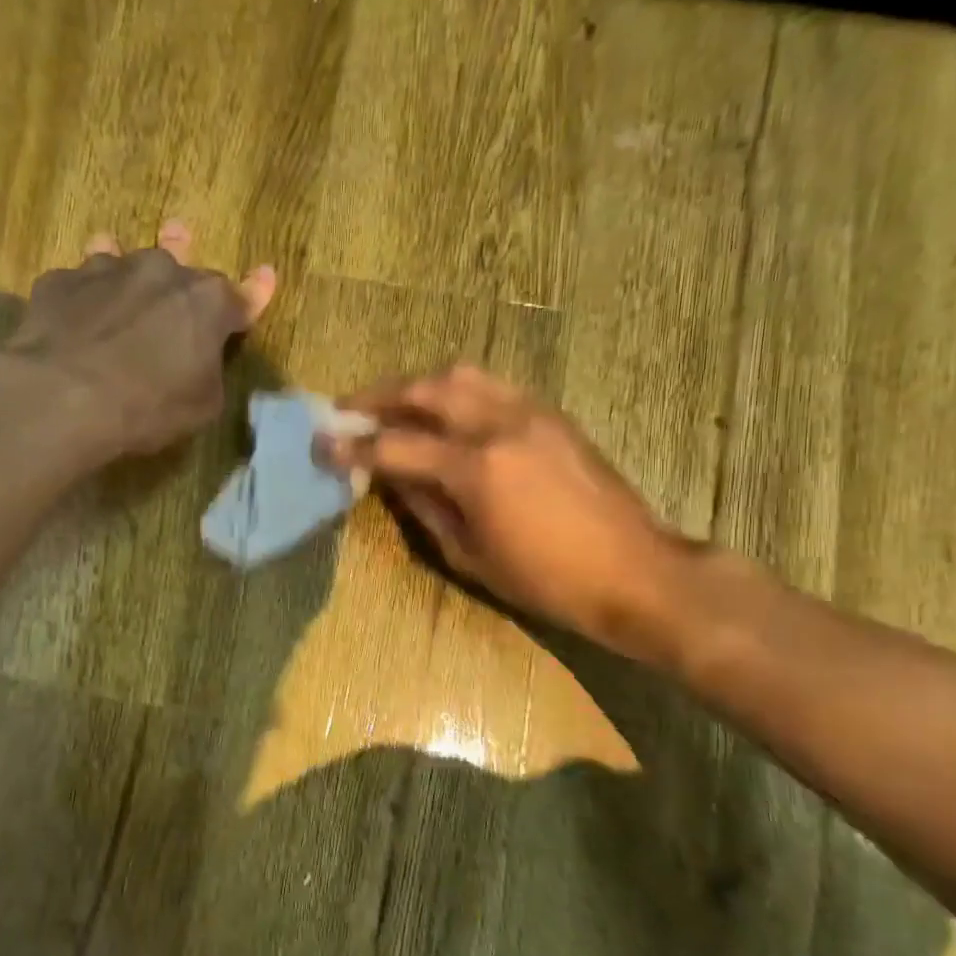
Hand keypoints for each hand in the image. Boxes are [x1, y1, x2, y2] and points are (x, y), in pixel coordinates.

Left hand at [1, 223, 276, 457]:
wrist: (63, 397)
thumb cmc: (149, 406)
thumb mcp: (202, 405)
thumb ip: (208, 371)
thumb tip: (199, 358)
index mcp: (207, 303)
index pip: (241, 296)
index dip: (255, 292)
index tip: (265, 275)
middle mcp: (161, 272)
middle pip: (178, 258)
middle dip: (183, 252)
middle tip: (180, 234)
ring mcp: (106, 270)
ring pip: (120, 255)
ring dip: (124, 260)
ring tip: (112, 245)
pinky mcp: (60, 282)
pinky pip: (77, 282)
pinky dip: (81, 294)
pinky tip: (72, 309)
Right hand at [327, 365, 690, 662]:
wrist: (634, 572)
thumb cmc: (546, 580)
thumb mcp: (470, 555)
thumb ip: (425, 507)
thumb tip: (390, 476)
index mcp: (476, 468)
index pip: (397, 445)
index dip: (354, 445)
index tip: (321, 443)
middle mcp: (500, 424)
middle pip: (425, 389)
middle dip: (378, 397)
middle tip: (348, 410)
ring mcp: (531, 412)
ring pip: (461, 375)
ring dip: (418, 385)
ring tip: (394, 404)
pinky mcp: (552, 414)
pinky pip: (492, 386)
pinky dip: (456, 391)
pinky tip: (445, 411)